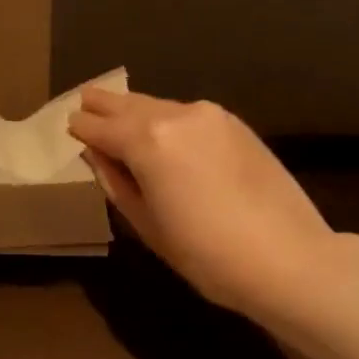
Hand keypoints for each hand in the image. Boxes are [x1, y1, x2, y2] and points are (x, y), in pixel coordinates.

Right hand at [68, 88, 334, 315]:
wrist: (289, 259)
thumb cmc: (206, 254)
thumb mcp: (147, 224)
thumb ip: (116, 181)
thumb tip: (96, 154)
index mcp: (148, 141)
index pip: (101, 127)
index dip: (82, 127)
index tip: (70, 125)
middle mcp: (177, 116)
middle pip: (130, 105)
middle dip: (106, 105)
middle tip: (86, 99)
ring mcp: (211, 117)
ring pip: (160, 106)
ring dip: (137, 110)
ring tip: (119, 113)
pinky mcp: (236, 126)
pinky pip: (188, 115)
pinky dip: (167, 119)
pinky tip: (162, 130)